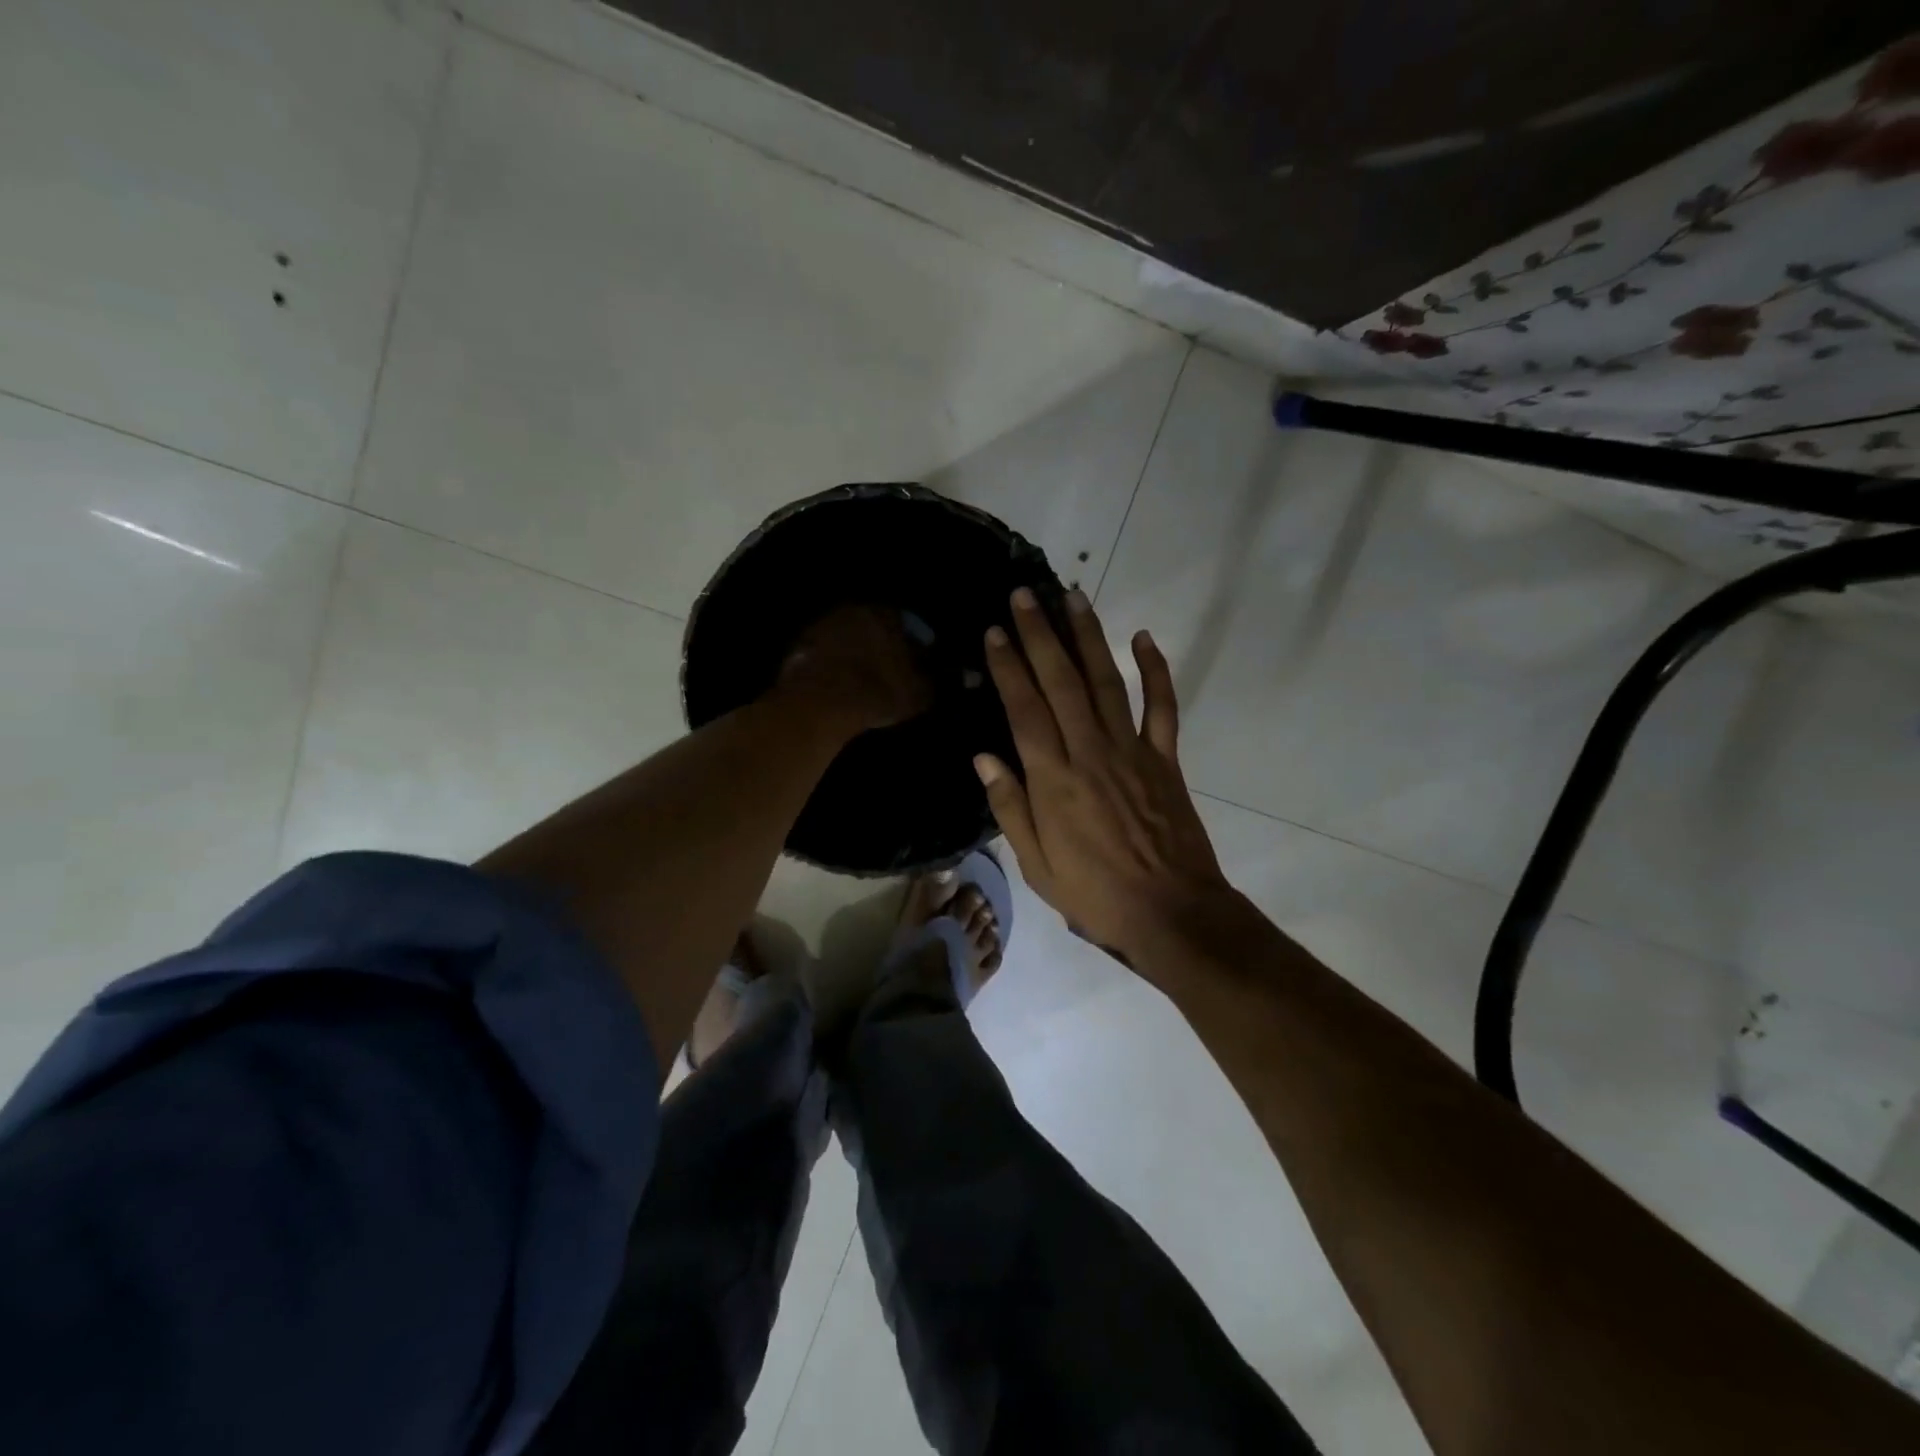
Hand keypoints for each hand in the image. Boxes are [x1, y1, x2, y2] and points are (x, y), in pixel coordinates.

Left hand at [778, 604, 931, 735]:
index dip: (915, 638)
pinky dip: (833, 666)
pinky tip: (838, 684)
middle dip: (882, 642)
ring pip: (845, 637)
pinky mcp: (797, 648)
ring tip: (863, 676)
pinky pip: (824, 655)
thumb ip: (925, 681)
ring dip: (854, 652)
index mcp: (884, 615)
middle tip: (890, 664)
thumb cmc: (878, 692)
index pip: (905, 621)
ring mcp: (820, 627)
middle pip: (871, 625)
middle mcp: (851, 612)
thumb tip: (925, 679)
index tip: (920, 654)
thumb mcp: (918, 694)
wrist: (822, 703)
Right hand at [978, 587, 1233, 969]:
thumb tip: (984, 756)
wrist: (1172, 913)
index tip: (995, 631)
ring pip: (1106, 682)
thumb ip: (1010, 808)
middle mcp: (1090, 753)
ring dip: (1089, 637)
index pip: (1024, 710)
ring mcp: (1132, 751)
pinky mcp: (1165, 758)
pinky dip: (1155, 670)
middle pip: (1061, 682)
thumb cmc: (1095, 895)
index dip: (1009, 667)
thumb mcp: (1037, 865)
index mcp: (1053, 780)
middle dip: (1041, 634)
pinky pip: (1162, 706)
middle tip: (1024, 593)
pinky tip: (1144, 638)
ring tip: (1072, 597)